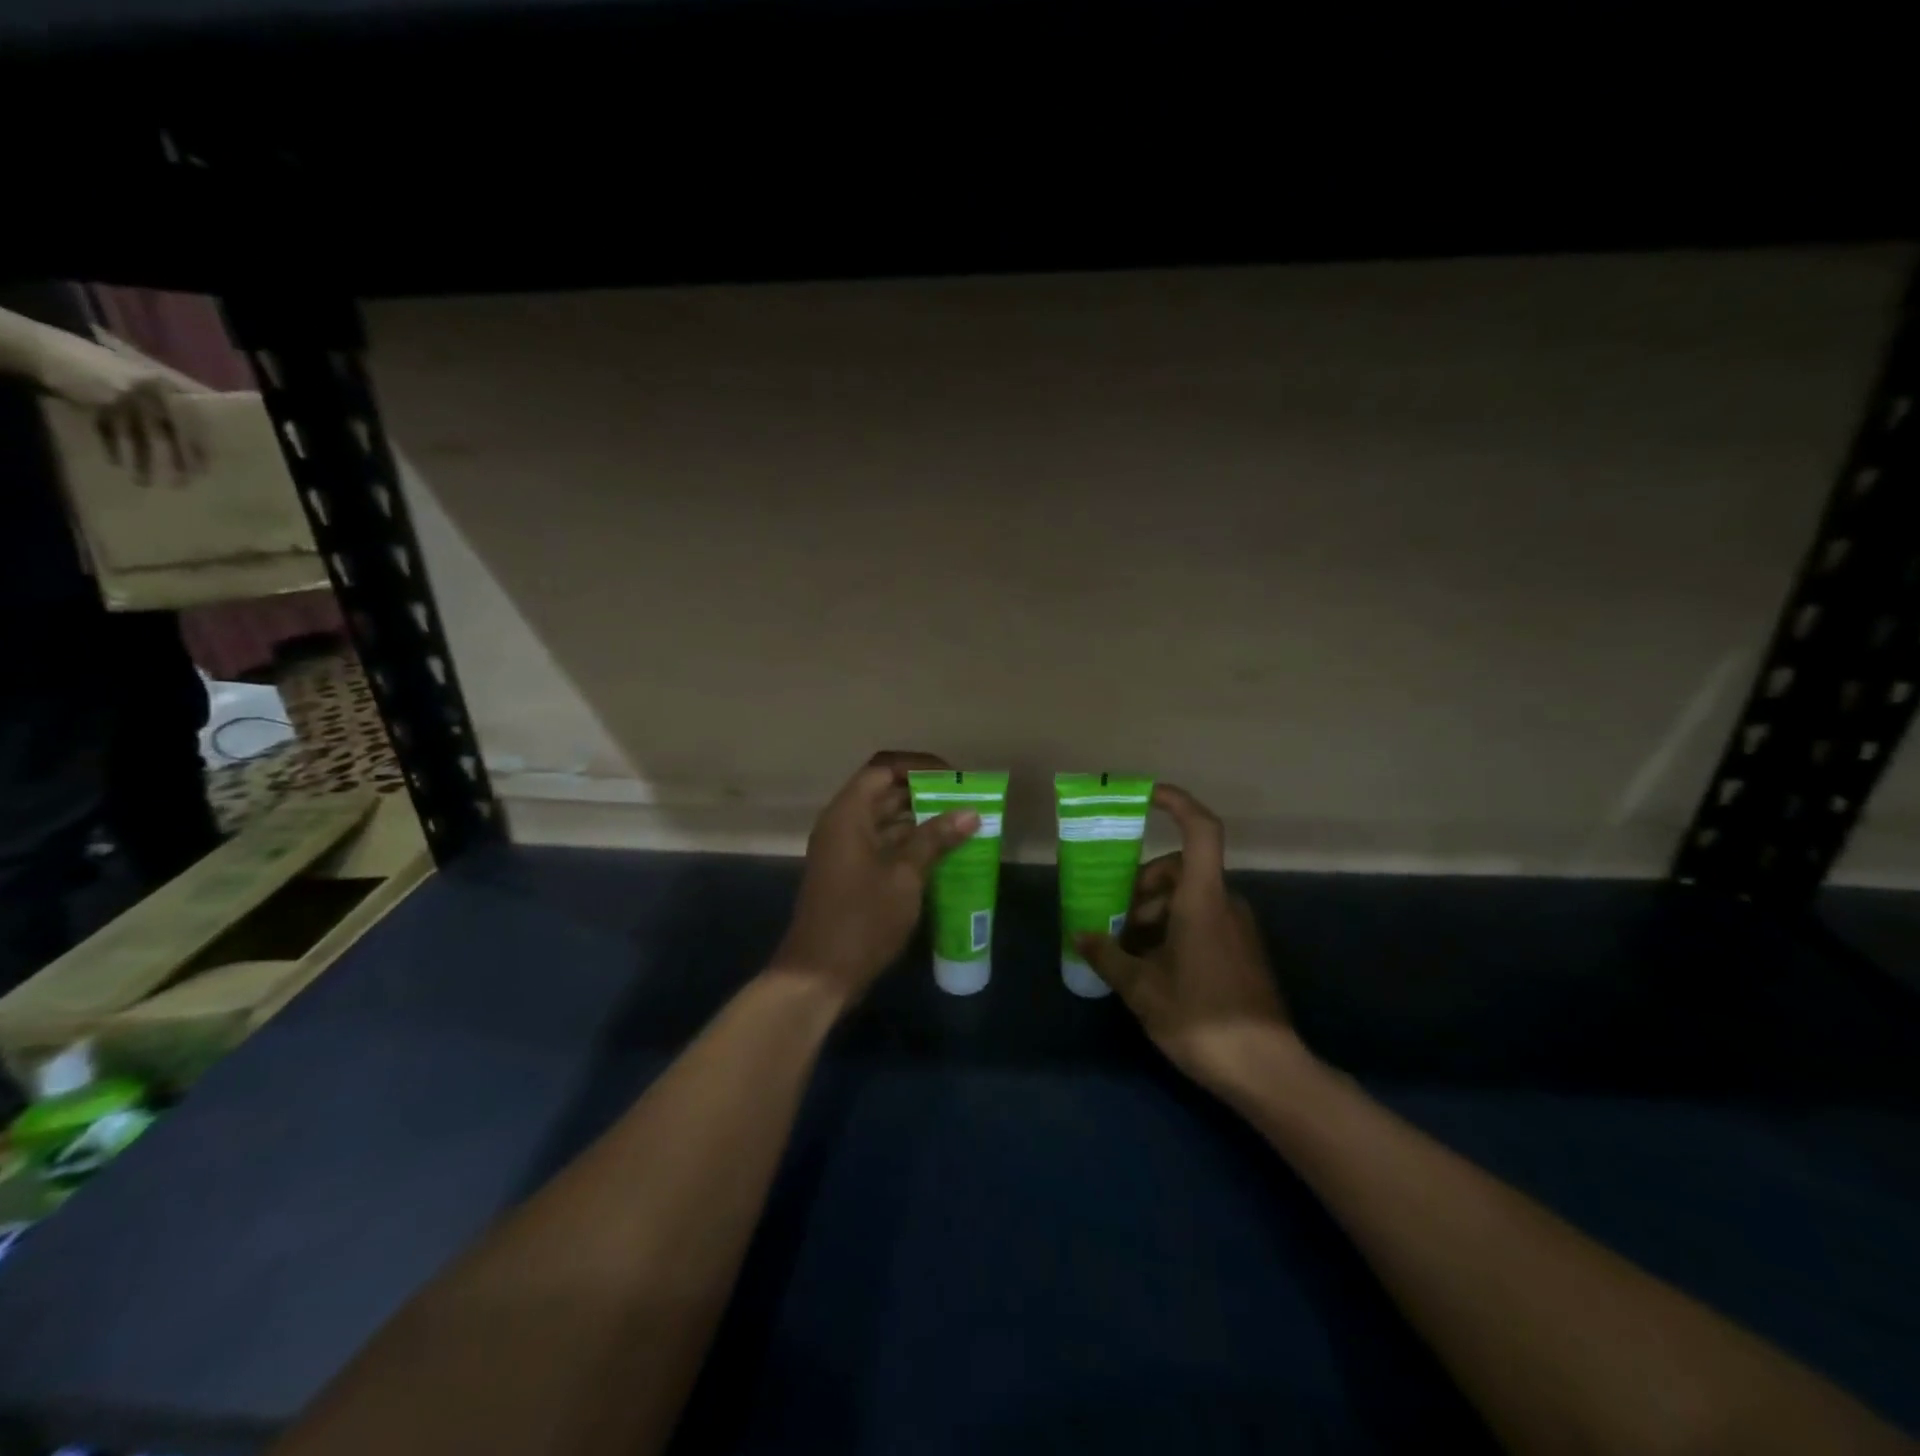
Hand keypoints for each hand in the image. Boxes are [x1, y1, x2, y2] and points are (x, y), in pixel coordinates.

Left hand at [40, 348, 208, 483]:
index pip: (191, 421)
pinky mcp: (96, 407)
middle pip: (167, 431)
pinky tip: (116, 463)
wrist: (31, 352)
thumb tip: (189, 436)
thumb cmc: (84, 370)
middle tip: (180, 482)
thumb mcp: (129, 390)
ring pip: (140, 435)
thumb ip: (160, 413)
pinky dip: (115, 447)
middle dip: (173, 457)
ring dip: (142, 459)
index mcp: (160, 388)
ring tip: (143, 482)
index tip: (205, 469)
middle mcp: (146, 396)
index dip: (199, 445)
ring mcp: (120, 402)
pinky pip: (112, 431)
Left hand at [771, 752, 979, 1007]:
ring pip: (885, 821)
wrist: (819, 974)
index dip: (918, 768)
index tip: (952, 779)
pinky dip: (909, 845)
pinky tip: (941, 855)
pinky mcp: (849, 875)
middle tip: (964, 802)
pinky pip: (882, 845)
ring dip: (919, 821)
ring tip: (961, 825)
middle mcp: (842, 825)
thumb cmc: (862, 919)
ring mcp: (844, 851)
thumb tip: (969, 812)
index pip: (883, 770)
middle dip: (924, 794)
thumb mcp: (905, 877)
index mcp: (848, 815)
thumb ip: (934, 840)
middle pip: (884, 794)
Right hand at [1075, 784, 1296, 1091]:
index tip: (1146, 796)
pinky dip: (1173, 929)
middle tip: (1114, 920)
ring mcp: (1238, 928)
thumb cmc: (1201, 1019)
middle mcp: (1225, 904)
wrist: (1267, 1071)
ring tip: (1127, 952)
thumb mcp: (1142, 989)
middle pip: (1180, 869)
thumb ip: (1108, 956)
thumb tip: (1081, 935)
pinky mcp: (1242, 951)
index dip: (1176, 803)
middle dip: (1142, 886)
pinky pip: (1203, 920)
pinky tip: (1154, 967)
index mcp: (1203, 900)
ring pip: (1189, 898)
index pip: (1200, 831)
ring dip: (1154, 912)